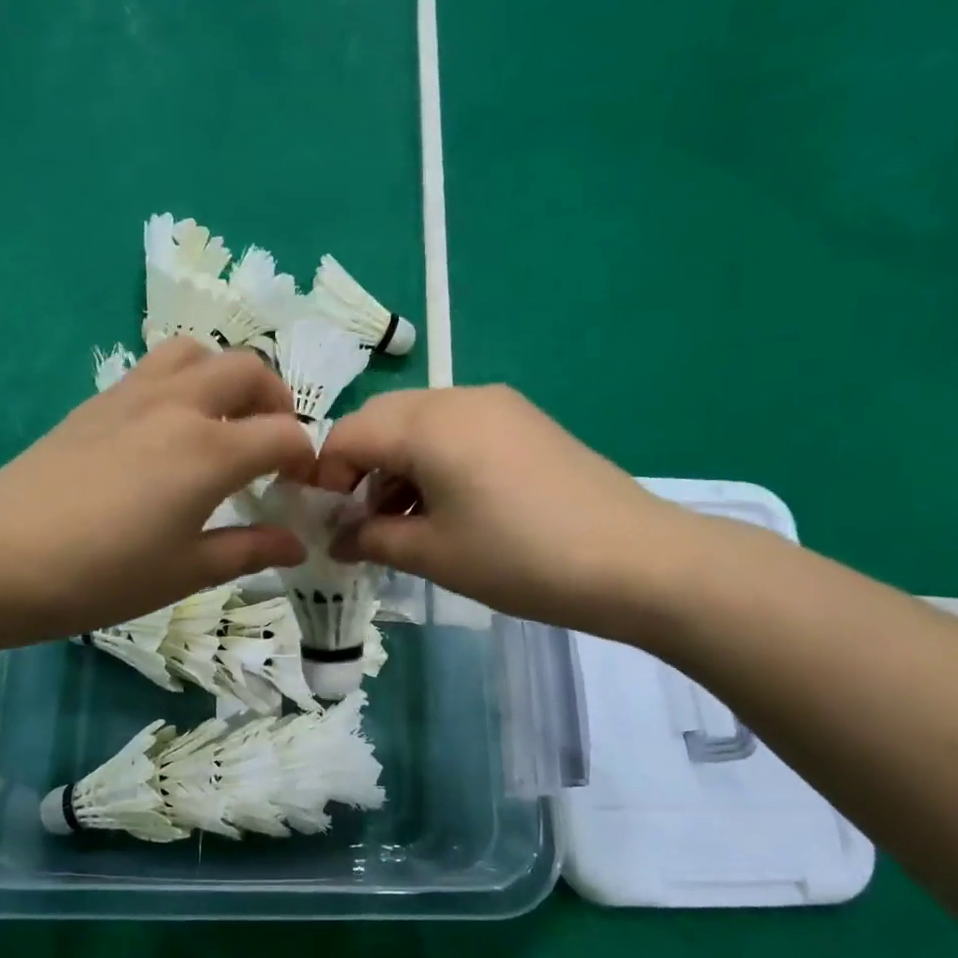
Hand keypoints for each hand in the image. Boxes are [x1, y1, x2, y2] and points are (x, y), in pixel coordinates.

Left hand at [0, 339, 313, 634]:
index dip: (305, 458)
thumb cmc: (103, 576)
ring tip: (223, 422)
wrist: (0, 558)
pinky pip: (155, 367)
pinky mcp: (99, 401)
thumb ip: (249, 550)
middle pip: (249, 370)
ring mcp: (134, 395)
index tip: (300, 488)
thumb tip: (295, 544)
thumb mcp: (186, 572)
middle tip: (270, 446)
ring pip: (198, 352)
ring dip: (225, 378)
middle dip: (275, 402)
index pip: (284, 433)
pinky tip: (169, 431)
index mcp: (210, 451)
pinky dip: (183, 382)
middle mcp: (179, 405)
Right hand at [315, 386, 699, 634]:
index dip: (324, 477)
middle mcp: (458, 397)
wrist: (634, 561)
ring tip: (402, 522)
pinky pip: (457, 430)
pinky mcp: (525, 421)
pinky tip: (445, 507)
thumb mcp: (433, 554)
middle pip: (382, 420)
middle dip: (359, 468)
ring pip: (420, 424)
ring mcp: (498, 405)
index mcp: (427, 423)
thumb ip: (372, 538)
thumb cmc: (518, 558)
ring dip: (396, 466)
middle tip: (360, 522)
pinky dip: (433, 461)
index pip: (348, 434)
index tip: (323, 521)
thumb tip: (339, 537)